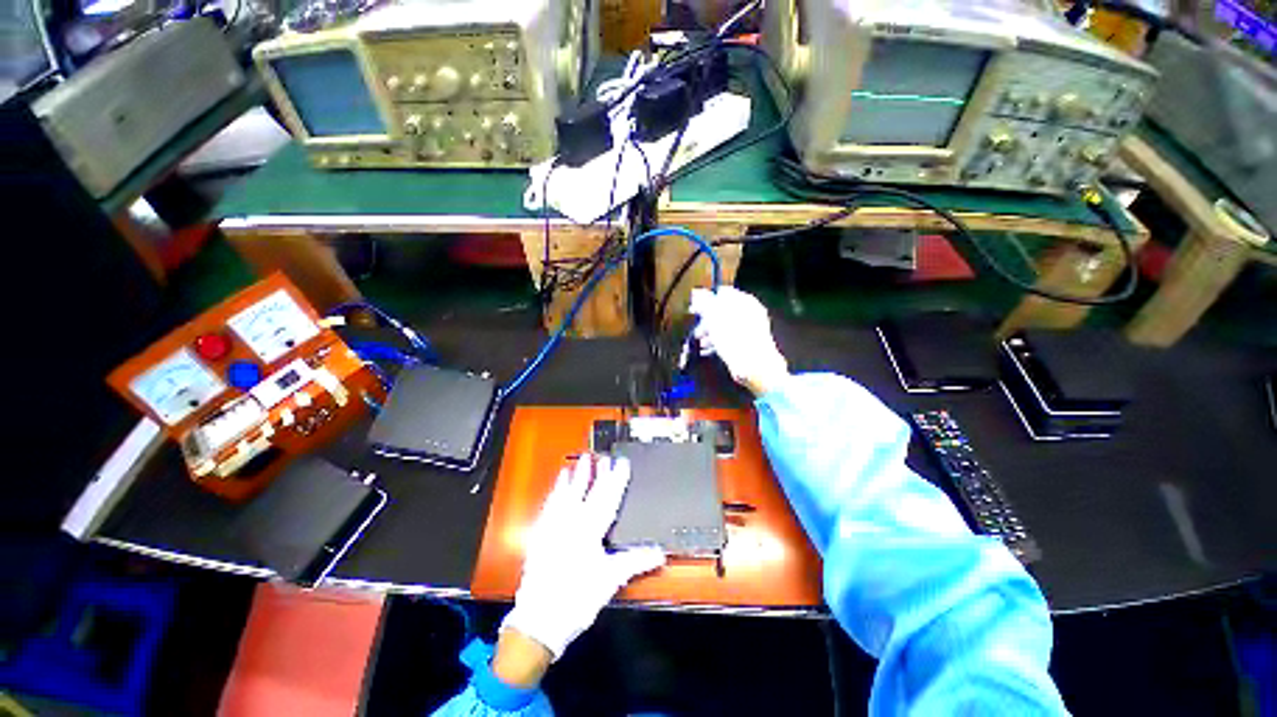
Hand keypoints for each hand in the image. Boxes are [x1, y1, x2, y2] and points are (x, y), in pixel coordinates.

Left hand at [500, 455, 665, 663]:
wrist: (540, 619)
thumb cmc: (578, 598)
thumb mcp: (610, 580)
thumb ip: (635, 562)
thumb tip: (660, 553)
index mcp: (589, 530)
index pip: (607, 498)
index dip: (617, 479)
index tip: (622, 463)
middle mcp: (570, 523)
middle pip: (586, 492)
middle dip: (596, 473)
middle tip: (602, 457)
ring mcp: (552, 527)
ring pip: (565, 496)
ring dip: (574, 478)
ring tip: (577, 463)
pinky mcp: (540, 536)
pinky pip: (548, 508)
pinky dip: (554, 495)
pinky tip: (556, 489)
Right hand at [688, 286, 789, 396]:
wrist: (754, 366)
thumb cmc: (734, 339)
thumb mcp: (714, 318)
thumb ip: (705, 303)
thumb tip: (697, 292)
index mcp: (745, 301)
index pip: (722, 293)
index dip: (706, 300)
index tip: (694, 310)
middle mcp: (750, 312)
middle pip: (723, 310)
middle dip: (707, 320)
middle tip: (696, 329)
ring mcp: (751, 328)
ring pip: (725, 325)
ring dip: (710, 333)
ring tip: (700, 343)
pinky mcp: (749, 344)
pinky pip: (730, 338)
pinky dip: (719, 342)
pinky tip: (708, 351)